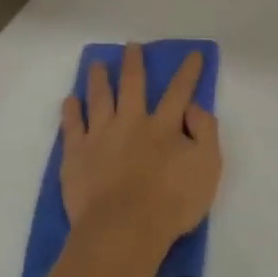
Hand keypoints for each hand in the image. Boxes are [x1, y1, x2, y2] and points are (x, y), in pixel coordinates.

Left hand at [60, 44, 221, 272]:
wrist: (123, 230)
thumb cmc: (171, 203)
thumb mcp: (207, 168)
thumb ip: (205, 133)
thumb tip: (195, 107)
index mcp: (164, 126)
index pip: (179, 92)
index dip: (187, 72)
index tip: (192, 53)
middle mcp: (131, 123)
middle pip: (132, 85)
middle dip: (133, 64)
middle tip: (131, 46)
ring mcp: (100, 137)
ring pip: (99, 99)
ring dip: (99, 79)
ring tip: (96, 64)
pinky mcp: (76, 155)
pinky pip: (72, 126)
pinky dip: (71, 111)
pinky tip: (70, 100)